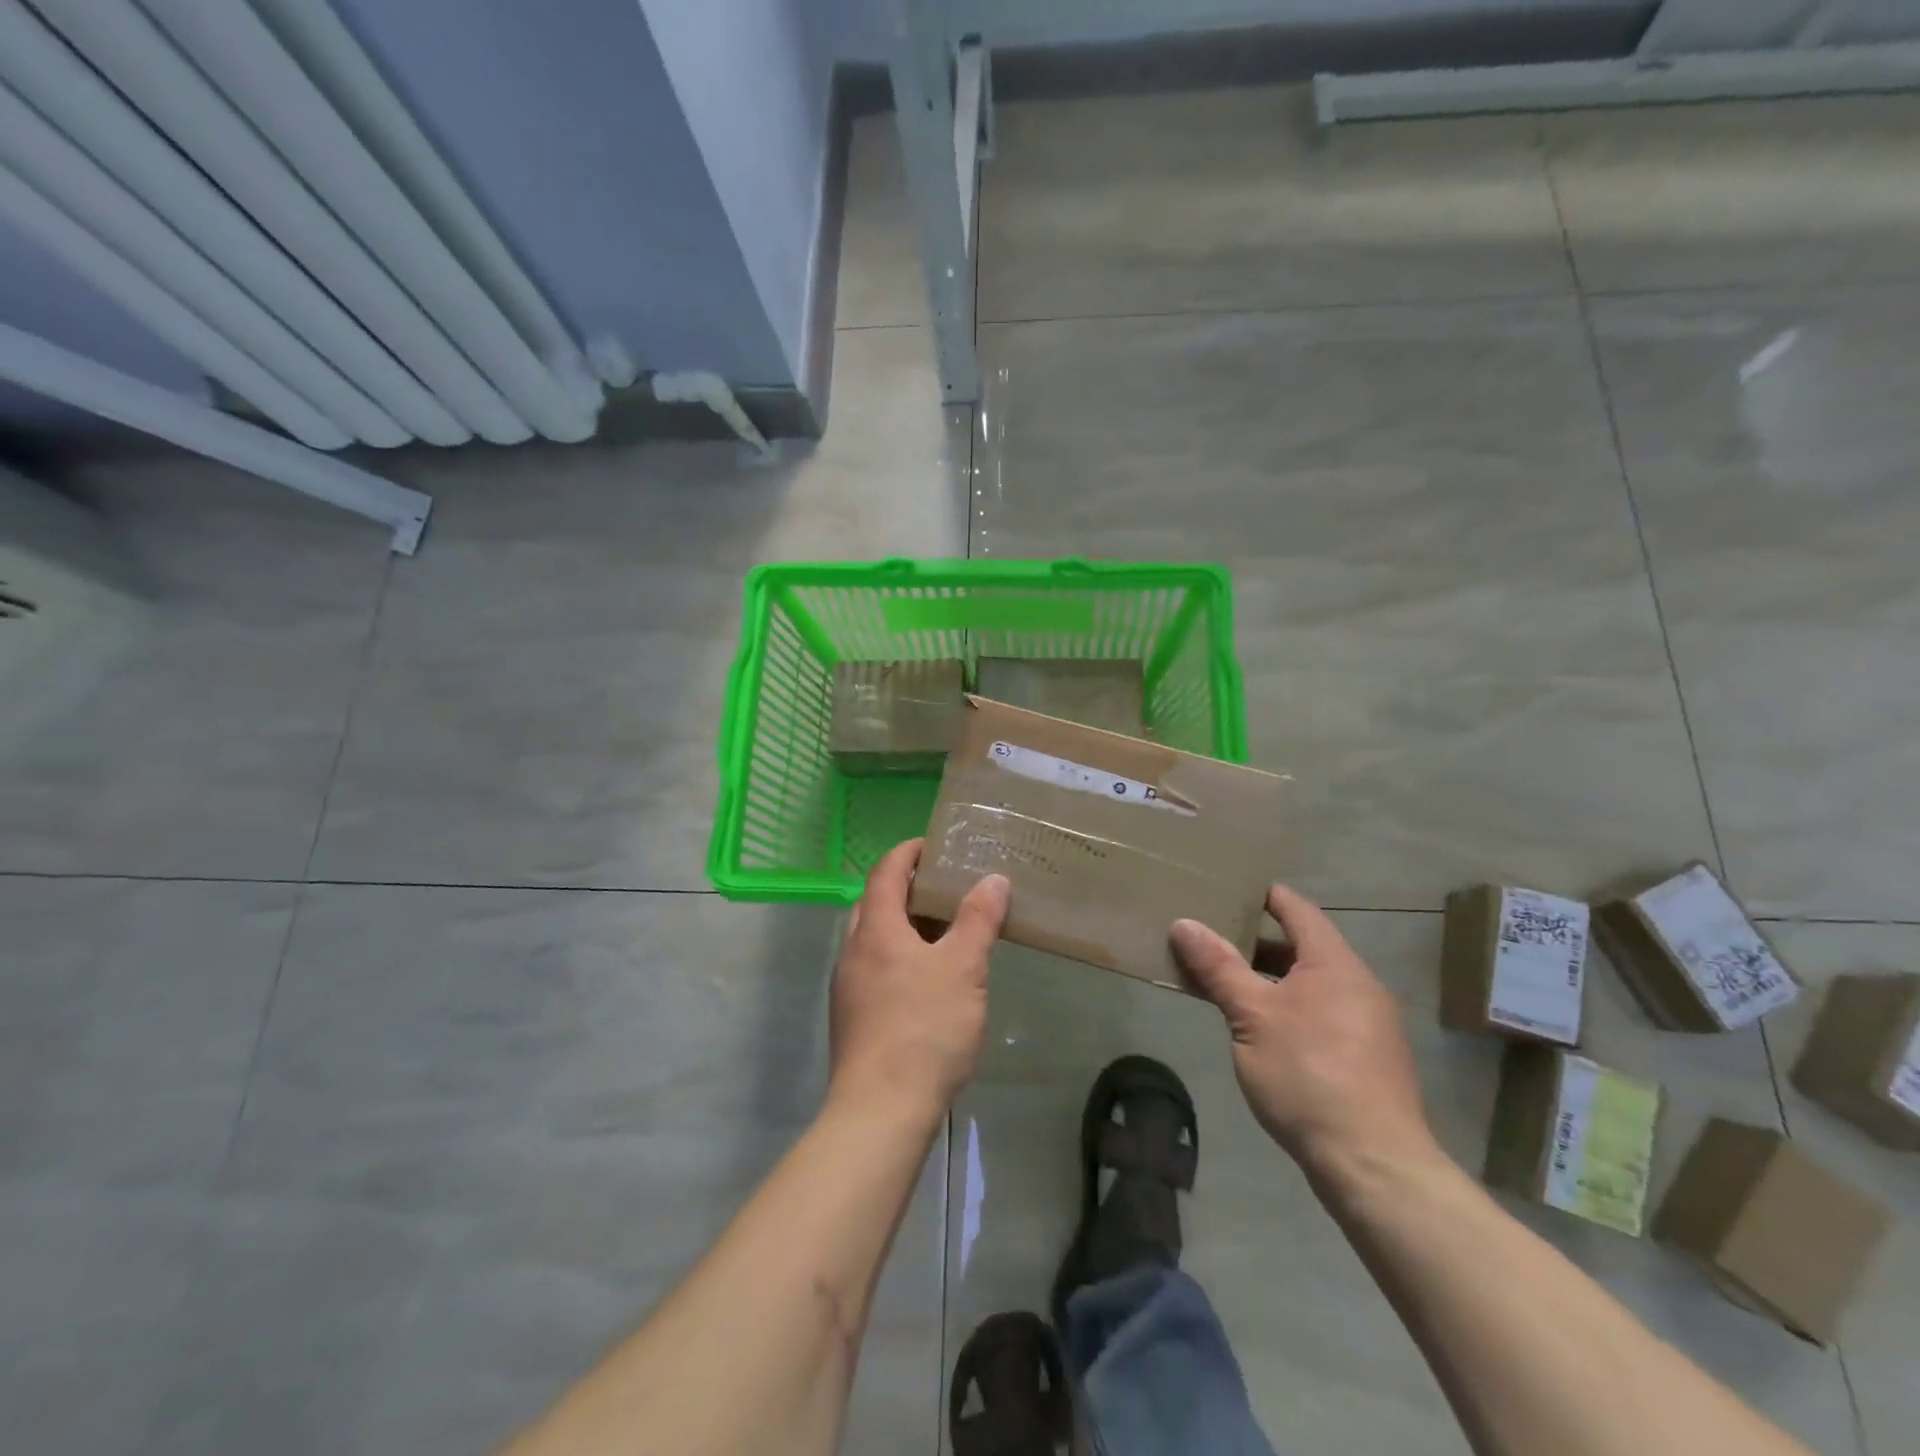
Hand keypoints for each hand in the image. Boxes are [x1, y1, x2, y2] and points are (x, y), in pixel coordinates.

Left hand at [828, 840, 1010, 1121]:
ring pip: (873, 939)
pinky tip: (927, 981)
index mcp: (876, 930)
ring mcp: (847, 987)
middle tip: (944, 888)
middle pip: (875, 903)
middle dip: (906, 889)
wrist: (880, 1111)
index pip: (885, 872)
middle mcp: (853, 951)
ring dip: (903, 926)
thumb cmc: (925, 1028)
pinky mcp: (852, 1019)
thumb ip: (978, 920)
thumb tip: (993, 879)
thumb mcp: (963, 968)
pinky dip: (899, 957)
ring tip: (943, 932)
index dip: (907, 853)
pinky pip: (874, 969)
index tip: (933, 845)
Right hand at [1171, 885, 1436, 1182]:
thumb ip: (1219, 967)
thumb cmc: (1308, 1074)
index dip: (1261, 894)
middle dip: (1254, 941)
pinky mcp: (1364, 1058)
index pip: (1296, 908)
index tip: (1224, 887)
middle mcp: (1357, 984)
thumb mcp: (1252, 1016)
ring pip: (1308, 983)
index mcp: (1334, 963)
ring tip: (1223, 981)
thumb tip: (1184, 923)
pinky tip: (1256, 1028)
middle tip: (1209, 936)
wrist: (1374, 1164)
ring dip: (1267, 978)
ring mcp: (1366, 1023)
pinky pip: (1318, 1012)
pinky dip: (1285, 1006)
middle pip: (1301, 946)